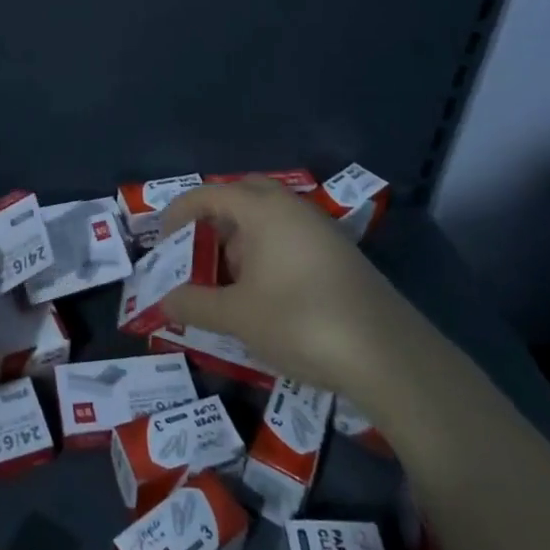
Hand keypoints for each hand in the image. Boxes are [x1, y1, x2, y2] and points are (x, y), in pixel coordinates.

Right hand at [160, 179, 405, 400]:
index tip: (162, 241)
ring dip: (243, 237)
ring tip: (228, 279)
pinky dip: (268, 252)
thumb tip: (165, 301)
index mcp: (262, 209)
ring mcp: (320, 230)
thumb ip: (195, 304)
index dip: (179, 213)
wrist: (387, 355)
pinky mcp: (340, 255)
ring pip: (270, 217)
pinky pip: (291, 237)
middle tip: (198, 249)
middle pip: (243, 195)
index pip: (209, 194)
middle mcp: (292, 208)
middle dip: (215, 217)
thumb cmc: (300, 321)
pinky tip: (266, 293)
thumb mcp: (237, 316)